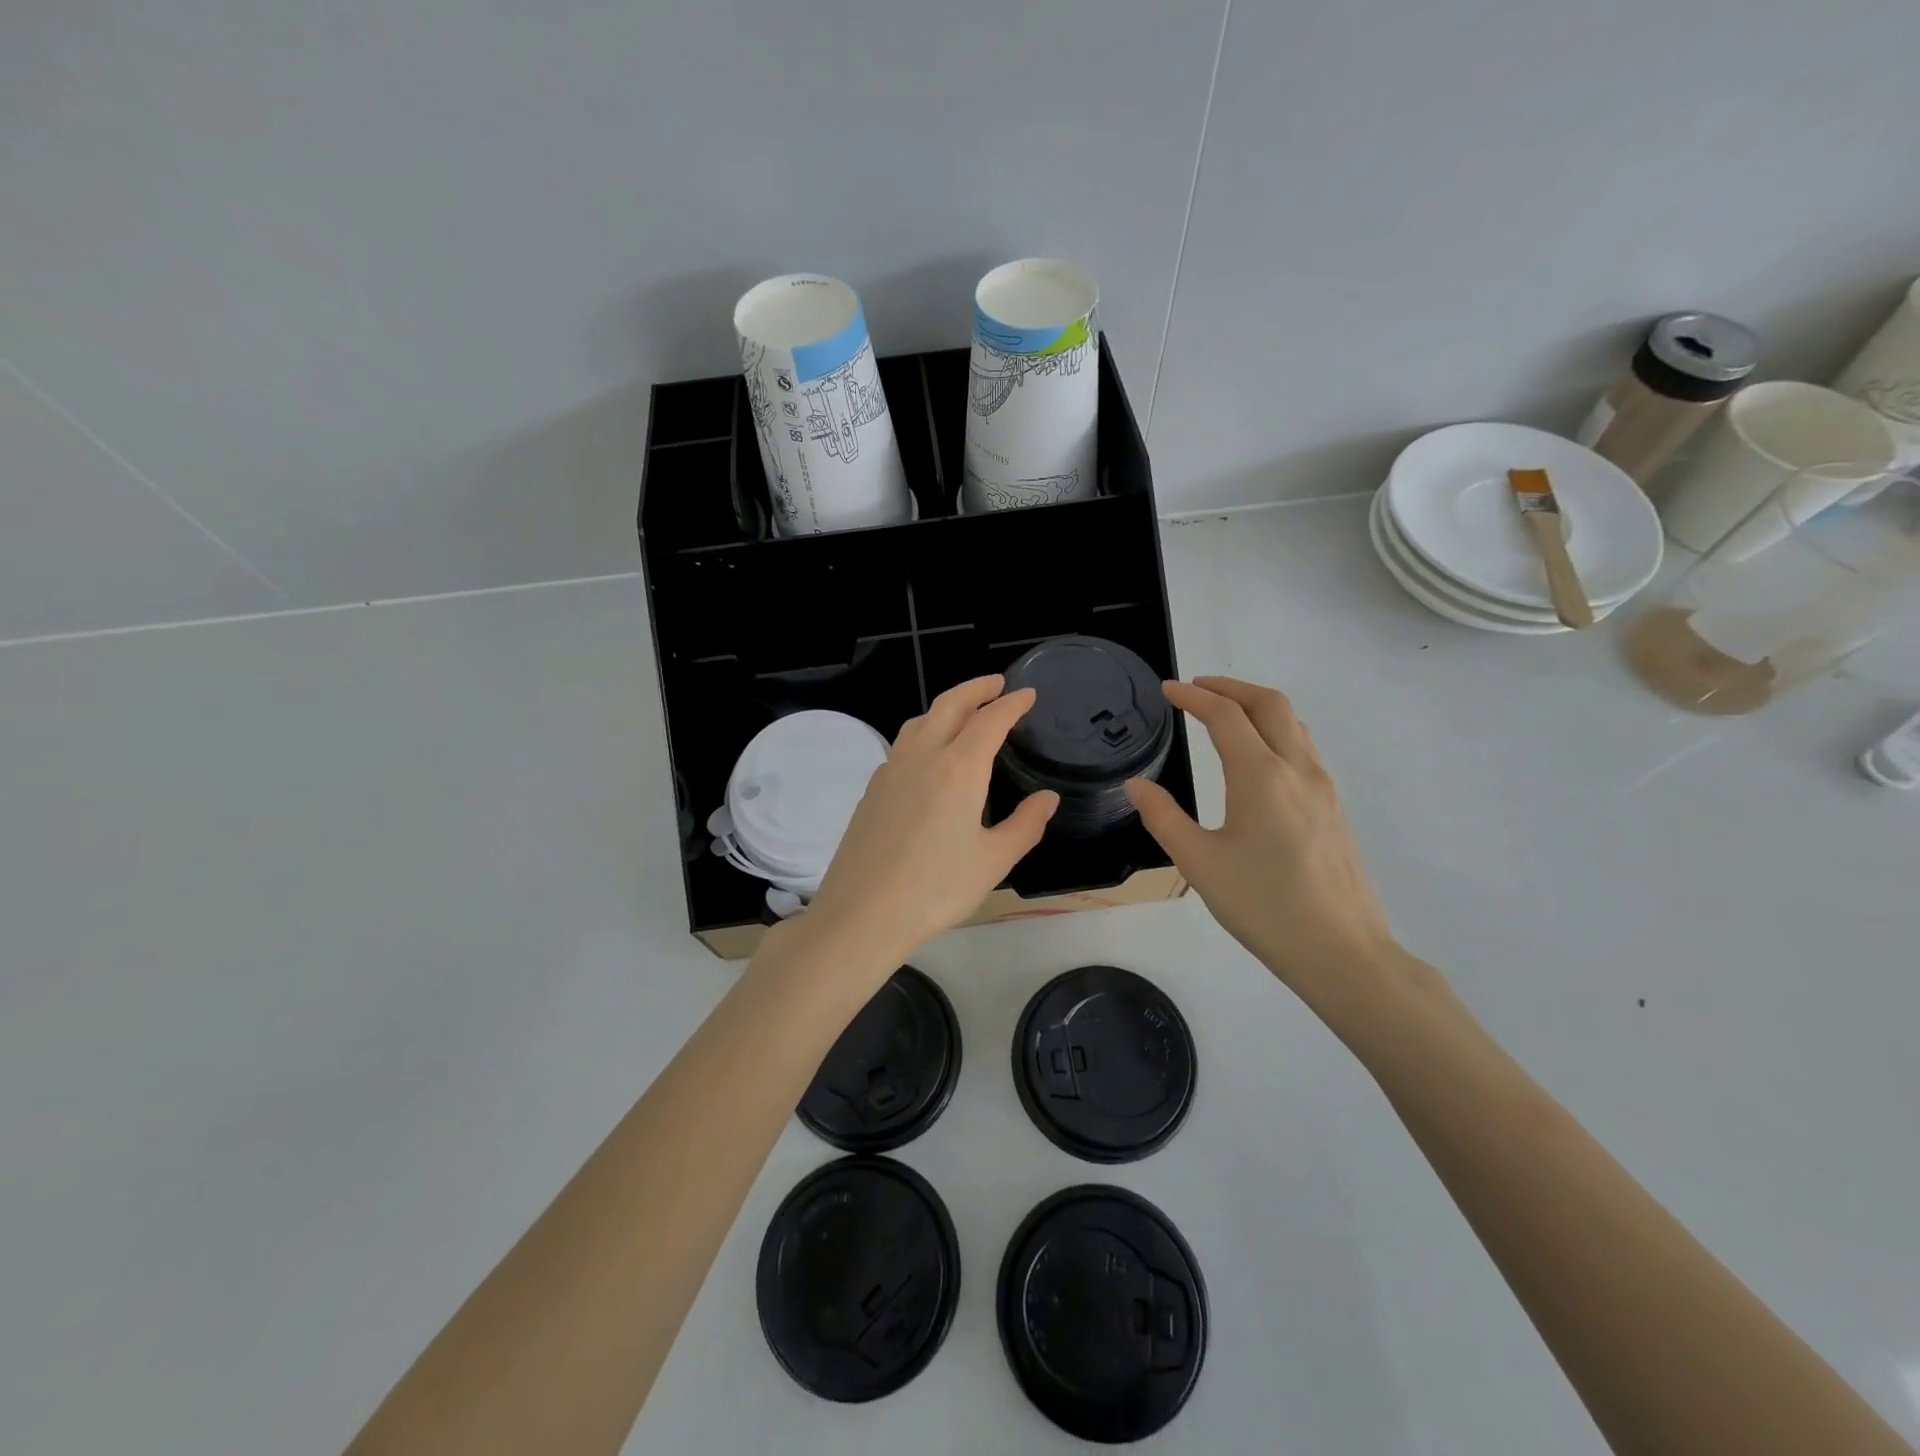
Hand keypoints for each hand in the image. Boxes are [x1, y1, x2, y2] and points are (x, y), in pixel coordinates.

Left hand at [802, 676, 1057, 972]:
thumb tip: (1047, 799)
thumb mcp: (993, 861)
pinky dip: (924, 732)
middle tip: (997, 685)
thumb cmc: (936, 888)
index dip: (1011, 704)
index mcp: (958, 768)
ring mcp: (891, 770)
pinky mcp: (872, 789)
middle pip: (949, 705)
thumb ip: (1025, 825)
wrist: (863, 913)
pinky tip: (929, 756)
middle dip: (975, 688)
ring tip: (964, 713)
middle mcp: (922, 757)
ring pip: (920, 721)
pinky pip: (903, 745)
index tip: (1027, 694)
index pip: (990, 720)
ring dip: (946, 707)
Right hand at [1126, 677, 1396, 1007]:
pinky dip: (1275, 730)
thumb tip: (1136, 785)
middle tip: (1197, 688)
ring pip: (1293, 722)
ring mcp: (1322, 786)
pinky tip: (1257, 756)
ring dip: (1256, 705)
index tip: (1168, 690)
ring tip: (1224, 713)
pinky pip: (1303, 747)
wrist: (1341, 951)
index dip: (1194, 696)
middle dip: (1230, 686)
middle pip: (1269, 703)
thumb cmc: (1263, 907)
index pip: (1225, 715)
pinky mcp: (1333, 806)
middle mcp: (1297, 769)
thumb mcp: (1199, 864)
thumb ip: (1163, 817)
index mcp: (1261, 776)